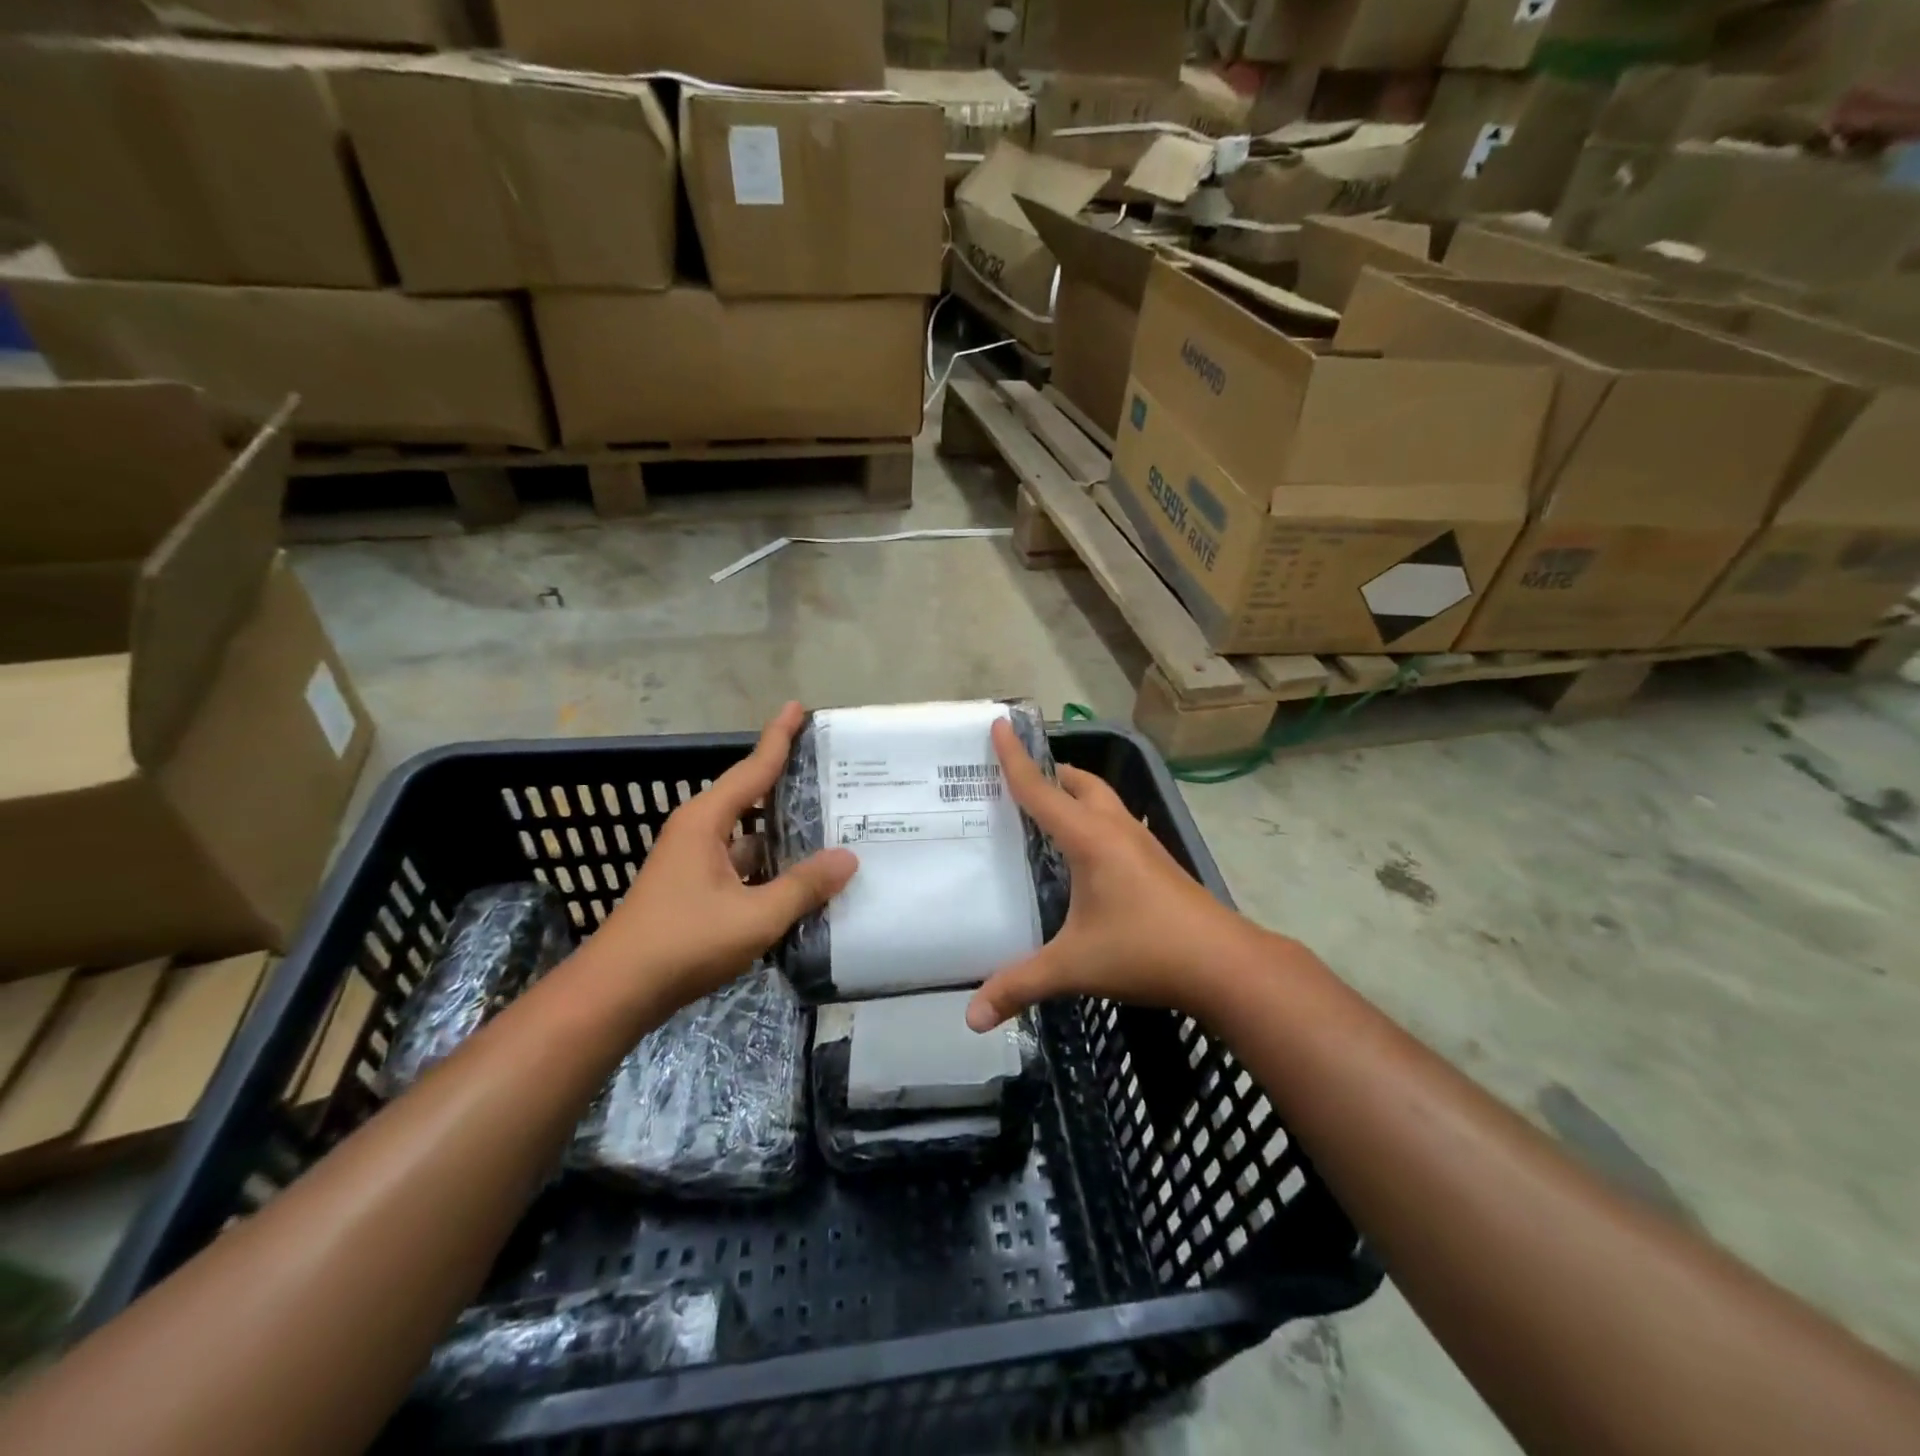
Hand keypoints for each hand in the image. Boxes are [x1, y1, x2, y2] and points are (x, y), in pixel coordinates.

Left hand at [595, 703, 857, 1010]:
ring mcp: (694, 861)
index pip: (753, 768)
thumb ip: (803, 887)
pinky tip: (801, 876)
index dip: (779, 737)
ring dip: (783, 831)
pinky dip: (771, 864)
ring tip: (830, 823)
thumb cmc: (683, 943)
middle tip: (831, 769)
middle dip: (787, 781)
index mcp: (706, 821)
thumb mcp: (754, 916)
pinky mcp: (696, 889)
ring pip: (749, 835)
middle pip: (751, 795)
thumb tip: (849, 858)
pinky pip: (743, 863)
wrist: (617, 992)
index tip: (799, 707)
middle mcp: (698, 831)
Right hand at [967, 721, 1284, 1030]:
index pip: (1041, 790)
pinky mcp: (1157, 864)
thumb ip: (1021, 985)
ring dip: (1075, 794)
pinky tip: (1084, 854)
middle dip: (1049, 772)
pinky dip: (1093, 821)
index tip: (998, 724)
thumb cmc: (1146, 951)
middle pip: (1080, 783)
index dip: (1015, 759)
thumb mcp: (1074, 966)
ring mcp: (1142, 846)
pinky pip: (1116, 826)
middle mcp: (1117, 830)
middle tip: (1017, 778)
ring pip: (1104, 802)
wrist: (1225, 964)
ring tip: (1046, 810)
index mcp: (1091, 839)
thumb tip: (972, 1019)